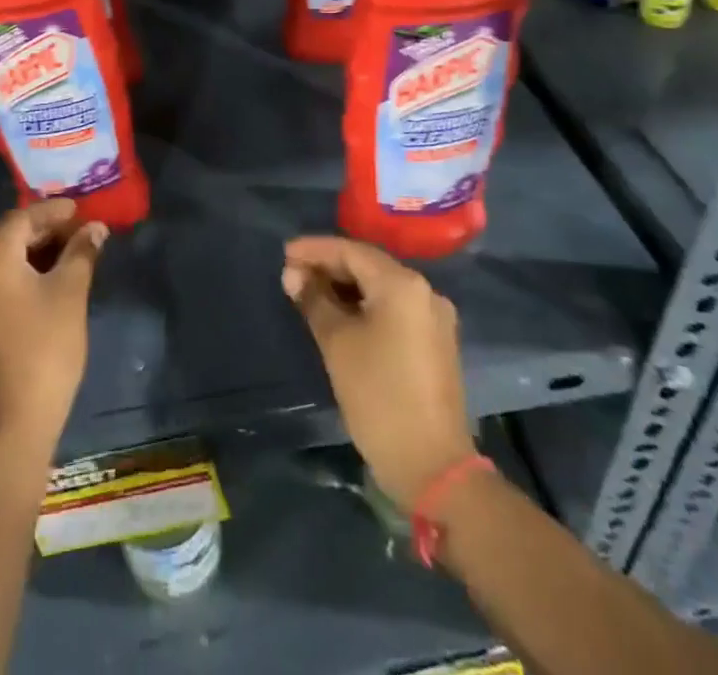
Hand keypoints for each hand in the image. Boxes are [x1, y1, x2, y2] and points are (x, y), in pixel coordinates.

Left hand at [0, 199, 107, 459]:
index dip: (51, 210)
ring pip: (9, 262)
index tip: (81, 208)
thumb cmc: (47, 346)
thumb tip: (95, 228)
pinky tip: (56, 279)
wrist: (18, 418)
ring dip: (40, 251)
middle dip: (47, 229)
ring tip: (76, 251)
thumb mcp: (71, 291)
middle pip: (12, 238)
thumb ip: (82, 252)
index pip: (20, 219)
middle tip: (82, 229)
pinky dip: (30, 273)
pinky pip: (5, 283)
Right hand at [283, 236, 473, 509]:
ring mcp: (433, 317)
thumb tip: (294, 275)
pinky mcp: (434, 341)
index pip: (350, 251)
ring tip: (309, 293)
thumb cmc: (378, 395)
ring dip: (345, 287)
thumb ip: (313, 300)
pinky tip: (338, 314)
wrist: (433, 466)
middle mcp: (424, 291)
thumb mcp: (337, 343)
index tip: (283, 254)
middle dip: (328, 267)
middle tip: (292, 275)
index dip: (314, 250)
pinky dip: (364, 305)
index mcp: (402, 284)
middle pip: (367, 265)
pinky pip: (393, 308)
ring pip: (380, 287)